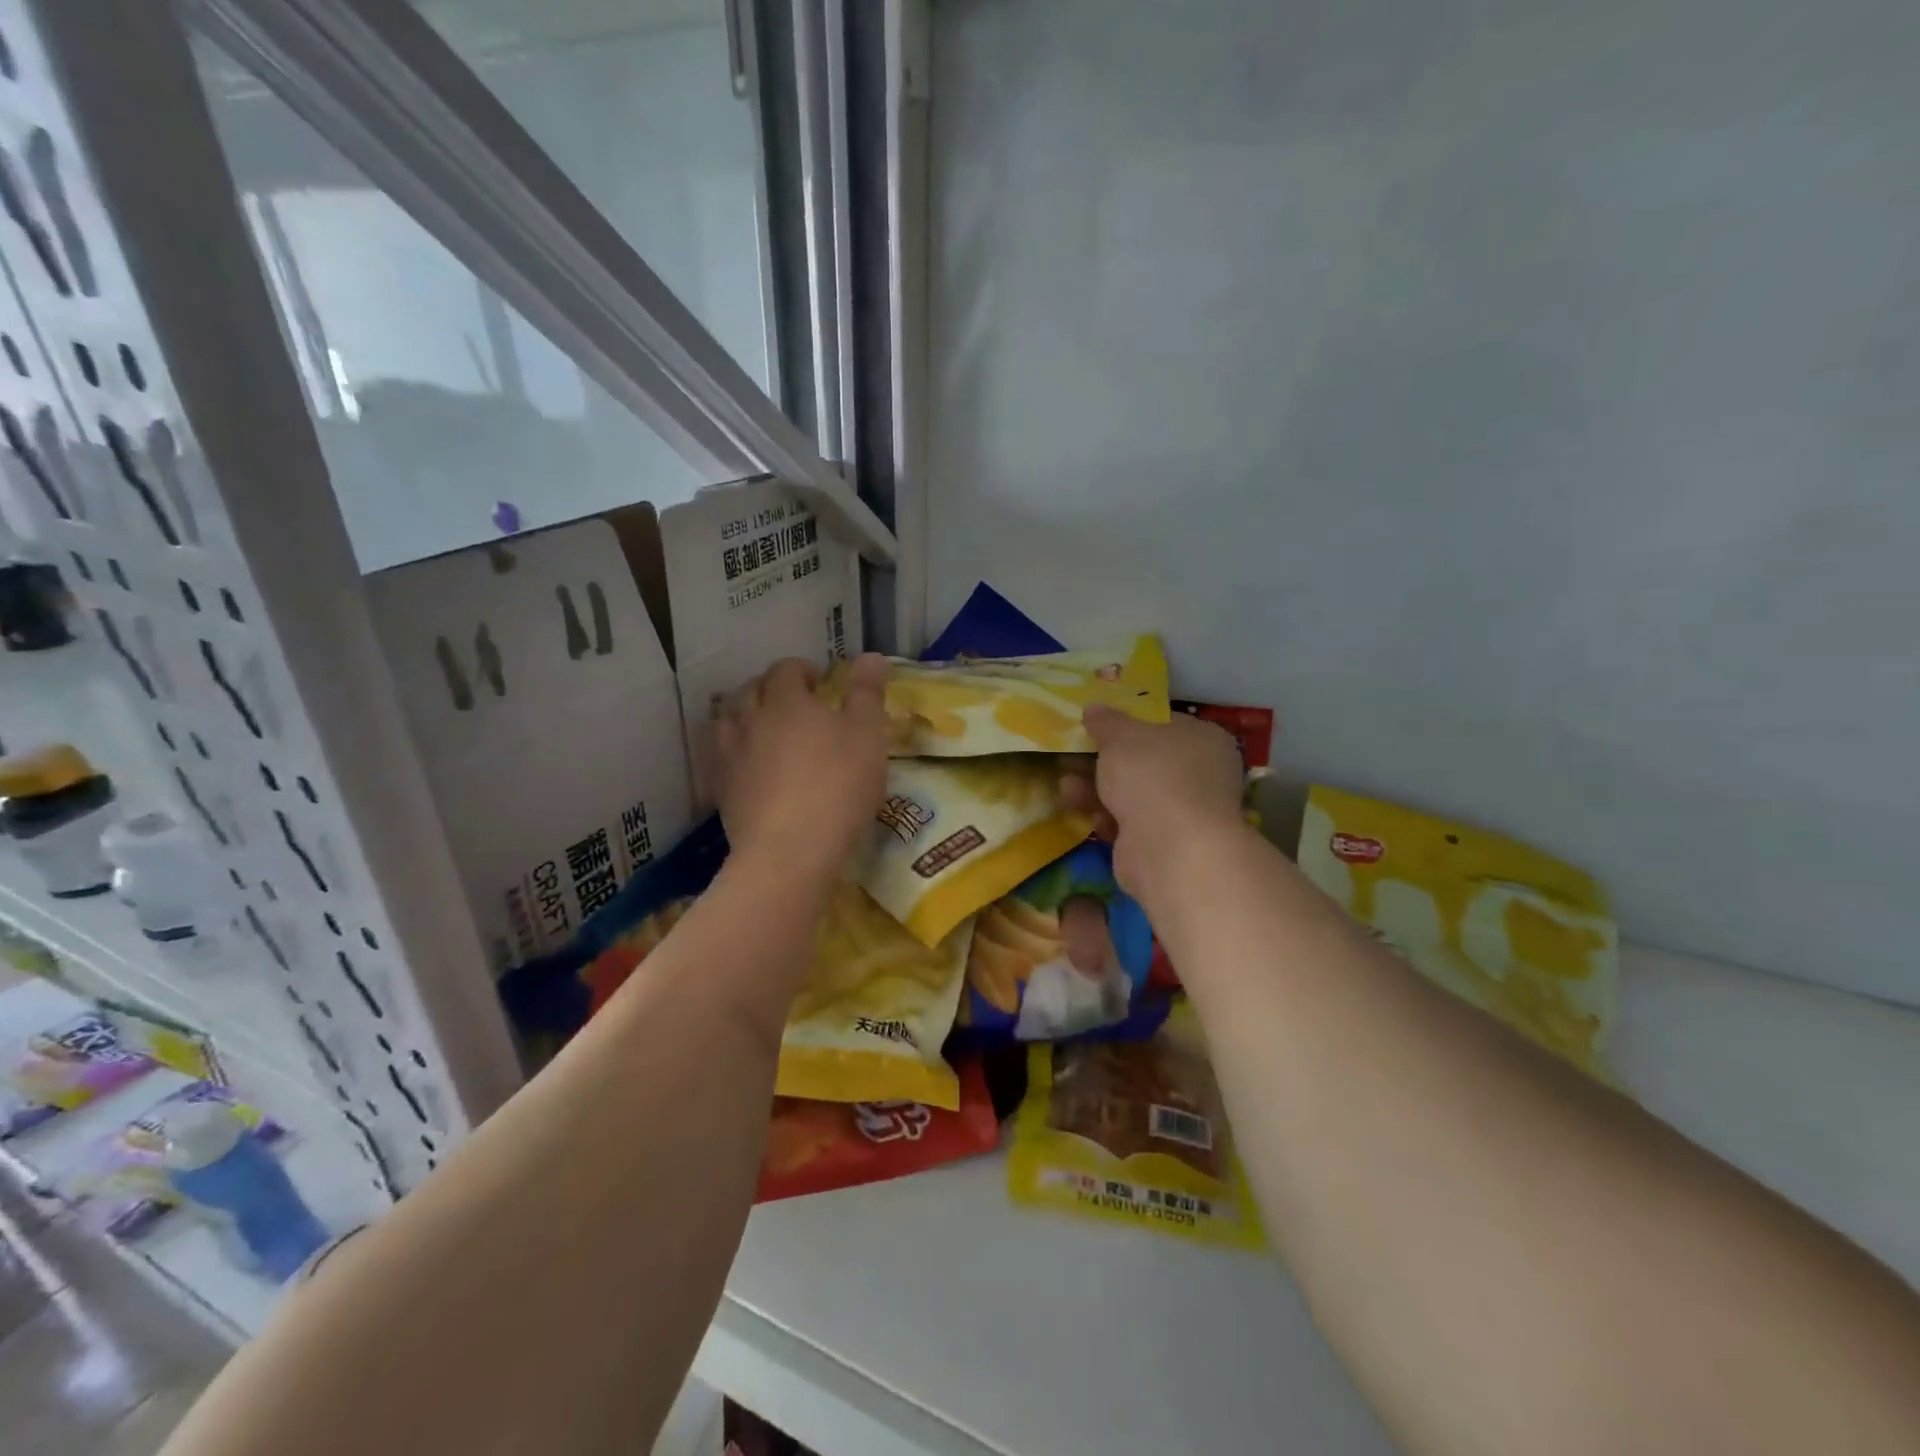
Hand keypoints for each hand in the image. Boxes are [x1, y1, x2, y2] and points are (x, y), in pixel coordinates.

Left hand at [713, 654, 888, 882]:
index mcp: (786, 702)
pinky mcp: (722, 793)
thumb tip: (871, 656)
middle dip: (770, 689)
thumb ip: (867, 693)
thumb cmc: (838, 785)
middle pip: (750, 691)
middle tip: (794, 703)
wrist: (790, 851)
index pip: (786, 670)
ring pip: (727, 722)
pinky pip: (721, 760)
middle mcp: (751, 721)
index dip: (803, 670)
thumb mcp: (868, 735)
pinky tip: (748, 767)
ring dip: (744, 716)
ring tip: (763, 729)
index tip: (822, 683)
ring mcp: (730, 757)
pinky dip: (734, 754)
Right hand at [1063, 705, 1246, 897]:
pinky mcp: (1165, 843)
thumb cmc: (1152, 776)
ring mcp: (1184, 811)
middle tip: (1069, 757)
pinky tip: (1086, 815)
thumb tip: (1095, 708)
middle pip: (1142, 761)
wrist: (1170, 849)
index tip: (1094, 726)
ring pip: (1132, 793)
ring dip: (1096, 789)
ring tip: (1065, 788)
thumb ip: (1106, 721)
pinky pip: (1130, 823)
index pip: (1162, 724)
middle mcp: (1200, 774)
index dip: (1126, 723)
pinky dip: (1107, 817)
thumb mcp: (1121, 736)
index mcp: (1202, 739)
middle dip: (1102, 761)